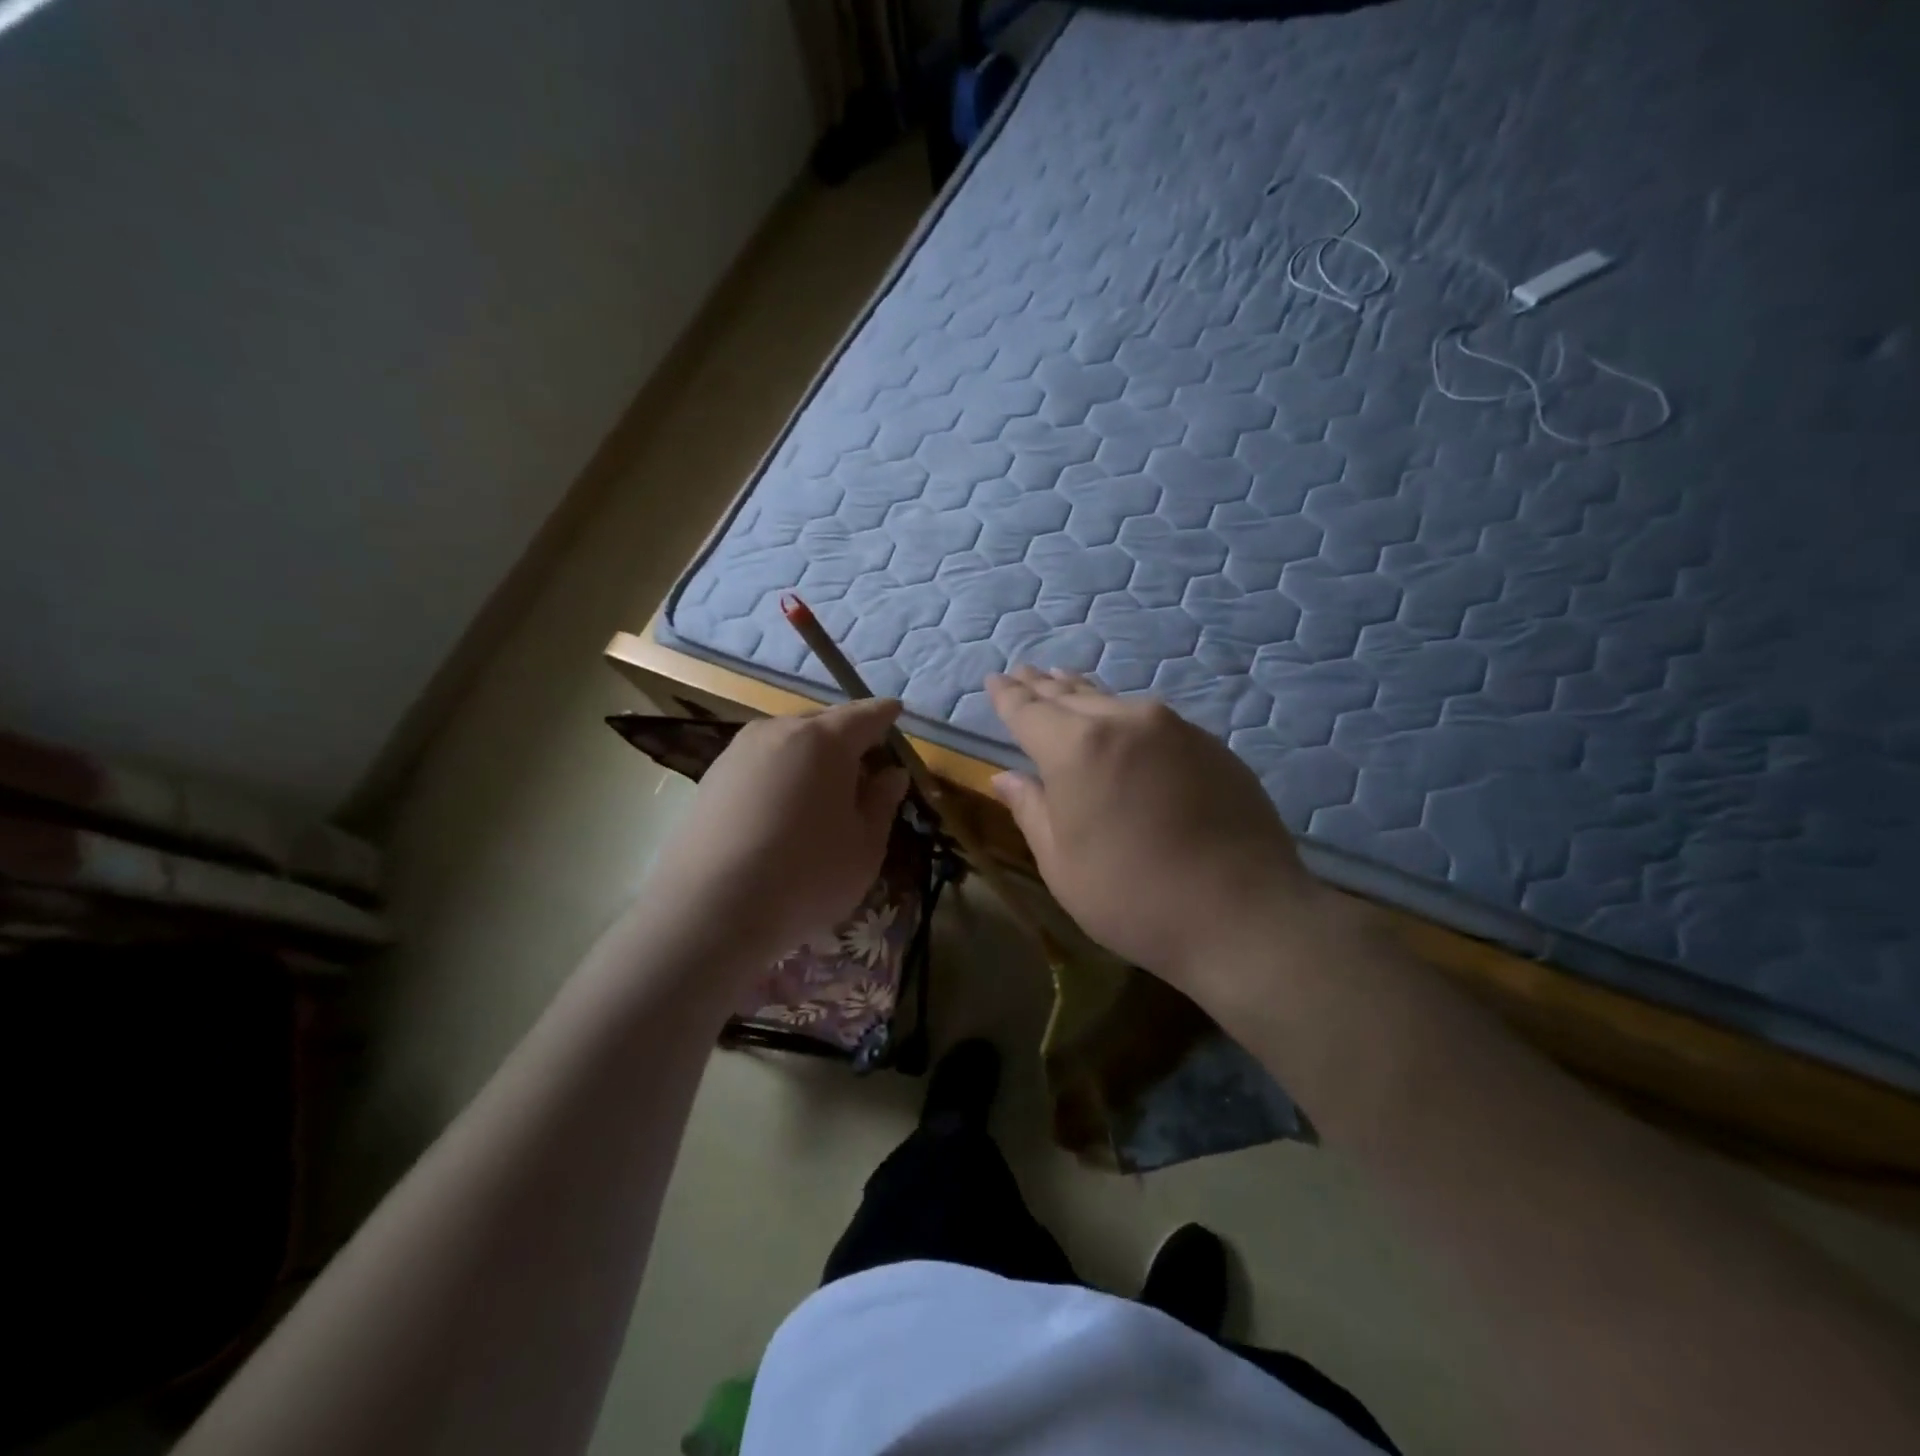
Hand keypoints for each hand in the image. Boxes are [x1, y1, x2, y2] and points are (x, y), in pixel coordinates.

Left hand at [643, 700, 908, 971]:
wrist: (710, 910)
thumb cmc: (806, 876)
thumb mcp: (865, 847)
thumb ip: (882, 802)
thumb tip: (890, 774)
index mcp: (826, 740)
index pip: (866, 714)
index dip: (885, 715)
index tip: (897, 713)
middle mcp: (780, 731)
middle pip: (824, 723)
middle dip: (847, 739)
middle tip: (864, 767)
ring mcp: (739, 750)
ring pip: (788, 742)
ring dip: (810, 757)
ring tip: (822, 791)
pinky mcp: (711, 776)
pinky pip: (761, 762)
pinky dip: (779, 773)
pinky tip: (781, 807)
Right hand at [986, 667, 1324, 1005]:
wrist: (1243, 914)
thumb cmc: (1132, 897)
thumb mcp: (1063, 863)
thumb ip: (1032, 810)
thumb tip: (1005, 778)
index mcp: (1077, 748)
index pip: (1029, 711)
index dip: (1008, 696)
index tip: (995, 680)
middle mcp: (1124, 721)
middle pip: (1072, 696)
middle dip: (1043, 686)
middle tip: (1024, 672)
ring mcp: (1173, 728)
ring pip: (1114, 701)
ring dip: (1083, 693)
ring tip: (1064, 680)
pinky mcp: (1209, 744)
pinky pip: (1151, 720)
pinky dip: (1124, 716)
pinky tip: (1120, 722)